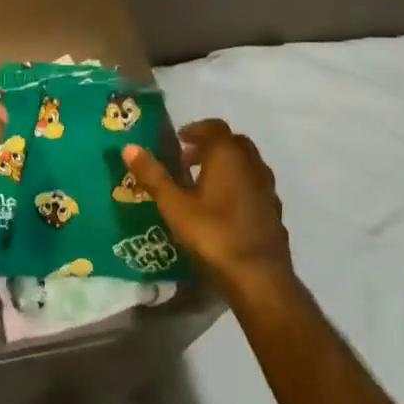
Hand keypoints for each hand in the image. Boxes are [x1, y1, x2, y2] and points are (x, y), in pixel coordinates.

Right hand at [122, 120, 291, 292]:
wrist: (259, 276)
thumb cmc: (213, 234)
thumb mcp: (174, 206)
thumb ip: (153, 176)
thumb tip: (129, 147)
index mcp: (228, 156)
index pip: (214, 127)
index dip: (196, 129)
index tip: (178, 140)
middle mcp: (252, 165)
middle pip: (233, 142)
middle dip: (211, 146)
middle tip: (187, 160)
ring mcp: (267, 188)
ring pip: (247, 164)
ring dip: (226, 166)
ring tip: (203, 184)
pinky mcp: (274, 210)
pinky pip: (255, 186)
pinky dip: (239, 186)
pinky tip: (225, 208)